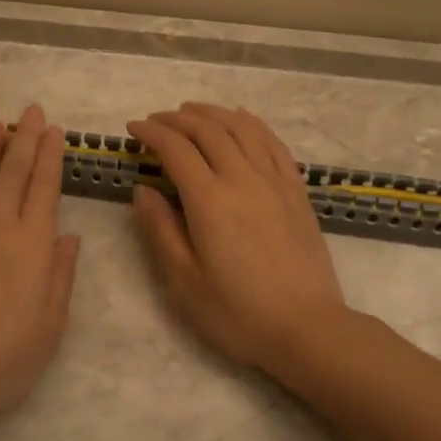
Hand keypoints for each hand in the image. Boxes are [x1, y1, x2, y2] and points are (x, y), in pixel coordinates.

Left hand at [0, 105, 80, 429]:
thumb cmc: (1, 359)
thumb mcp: (50, 327)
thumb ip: (60, 277)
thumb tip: (70, 238)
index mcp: (31, 244)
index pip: (45, 188)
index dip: (50, 157)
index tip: (53, 131)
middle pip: (13, 173)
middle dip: (24, 140)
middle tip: (30, 112)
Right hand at [127, 103, 347, 373]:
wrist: (308, 329)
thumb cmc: (238, 313)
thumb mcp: (185, 282)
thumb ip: (161, 230)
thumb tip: (142, 190)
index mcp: (210, 201)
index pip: (175, 149)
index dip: (151, 132)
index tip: (133, 129)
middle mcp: (242, 179)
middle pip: (207, 129)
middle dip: (177, 118)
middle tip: (156, 120)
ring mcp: (274, 181)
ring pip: (241, 128)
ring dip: (213, 113)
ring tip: (192, 111)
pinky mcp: (296, 190)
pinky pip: (272, 142)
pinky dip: (252, 123)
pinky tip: (242, 119)